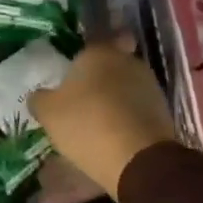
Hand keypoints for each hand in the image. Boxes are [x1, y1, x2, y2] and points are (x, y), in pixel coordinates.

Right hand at [29, 34, 177, 199]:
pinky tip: (115, 134)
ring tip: (98, 120)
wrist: (139, 161)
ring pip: (126, 86)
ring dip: (115, 98)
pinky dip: (128, 117)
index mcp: (99, 52)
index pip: (93, 41)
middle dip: (100, 77)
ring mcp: (150, 86)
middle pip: (111, 64)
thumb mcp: (49, 113)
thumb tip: (39, 95)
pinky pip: (138, 108)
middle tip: (82, 96)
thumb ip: (40, 99)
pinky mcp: (163, 112)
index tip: (75, 70)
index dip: (84, 55)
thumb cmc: (88, 124)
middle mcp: (127, 61)